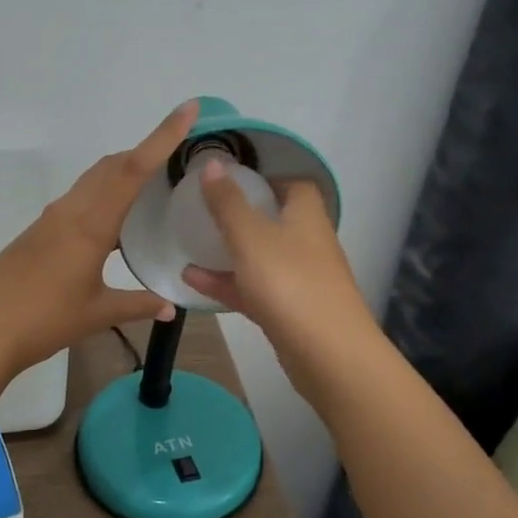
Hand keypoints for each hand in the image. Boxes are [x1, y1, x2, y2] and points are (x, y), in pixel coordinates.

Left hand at [0, 102, 195, 373]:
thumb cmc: (42, 320)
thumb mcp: (96, 314)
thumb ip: (137, 305)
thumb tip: (170, 307)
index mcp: (91, 224)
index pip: (133, 170)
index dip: (162, 137)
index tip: (187, 109)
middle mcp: (71, 211)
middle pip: (113, 166)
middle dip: (146, 151)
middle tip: (180, 156)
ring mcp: (52, 219)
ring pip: (94, 179)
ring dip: (123, 172)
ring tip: (154, 185)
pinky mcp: (39, 231)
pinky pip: (80, 198)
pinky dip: (104, 194)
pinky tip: (116, 221)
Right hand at [181, 163, 380, 402]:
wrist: (328, 354)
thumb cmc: (289, 282)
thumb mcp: (250, 236)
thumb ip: (228, 202)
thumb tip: (212, 163)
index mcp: (306, 216)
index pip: (294, 185)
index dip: (266, 178)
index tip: (233, 179)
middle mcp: (308, 243)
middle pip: (277, 220)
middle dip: (243, 215)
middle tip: (207, 210)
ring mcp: (300, 280)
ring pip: (261, 258)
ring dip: (229, 252)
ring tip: (190, 246)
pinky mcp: (289, 312)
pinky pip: (254, 289)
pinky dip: (227, 283)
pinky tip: (192, 281)